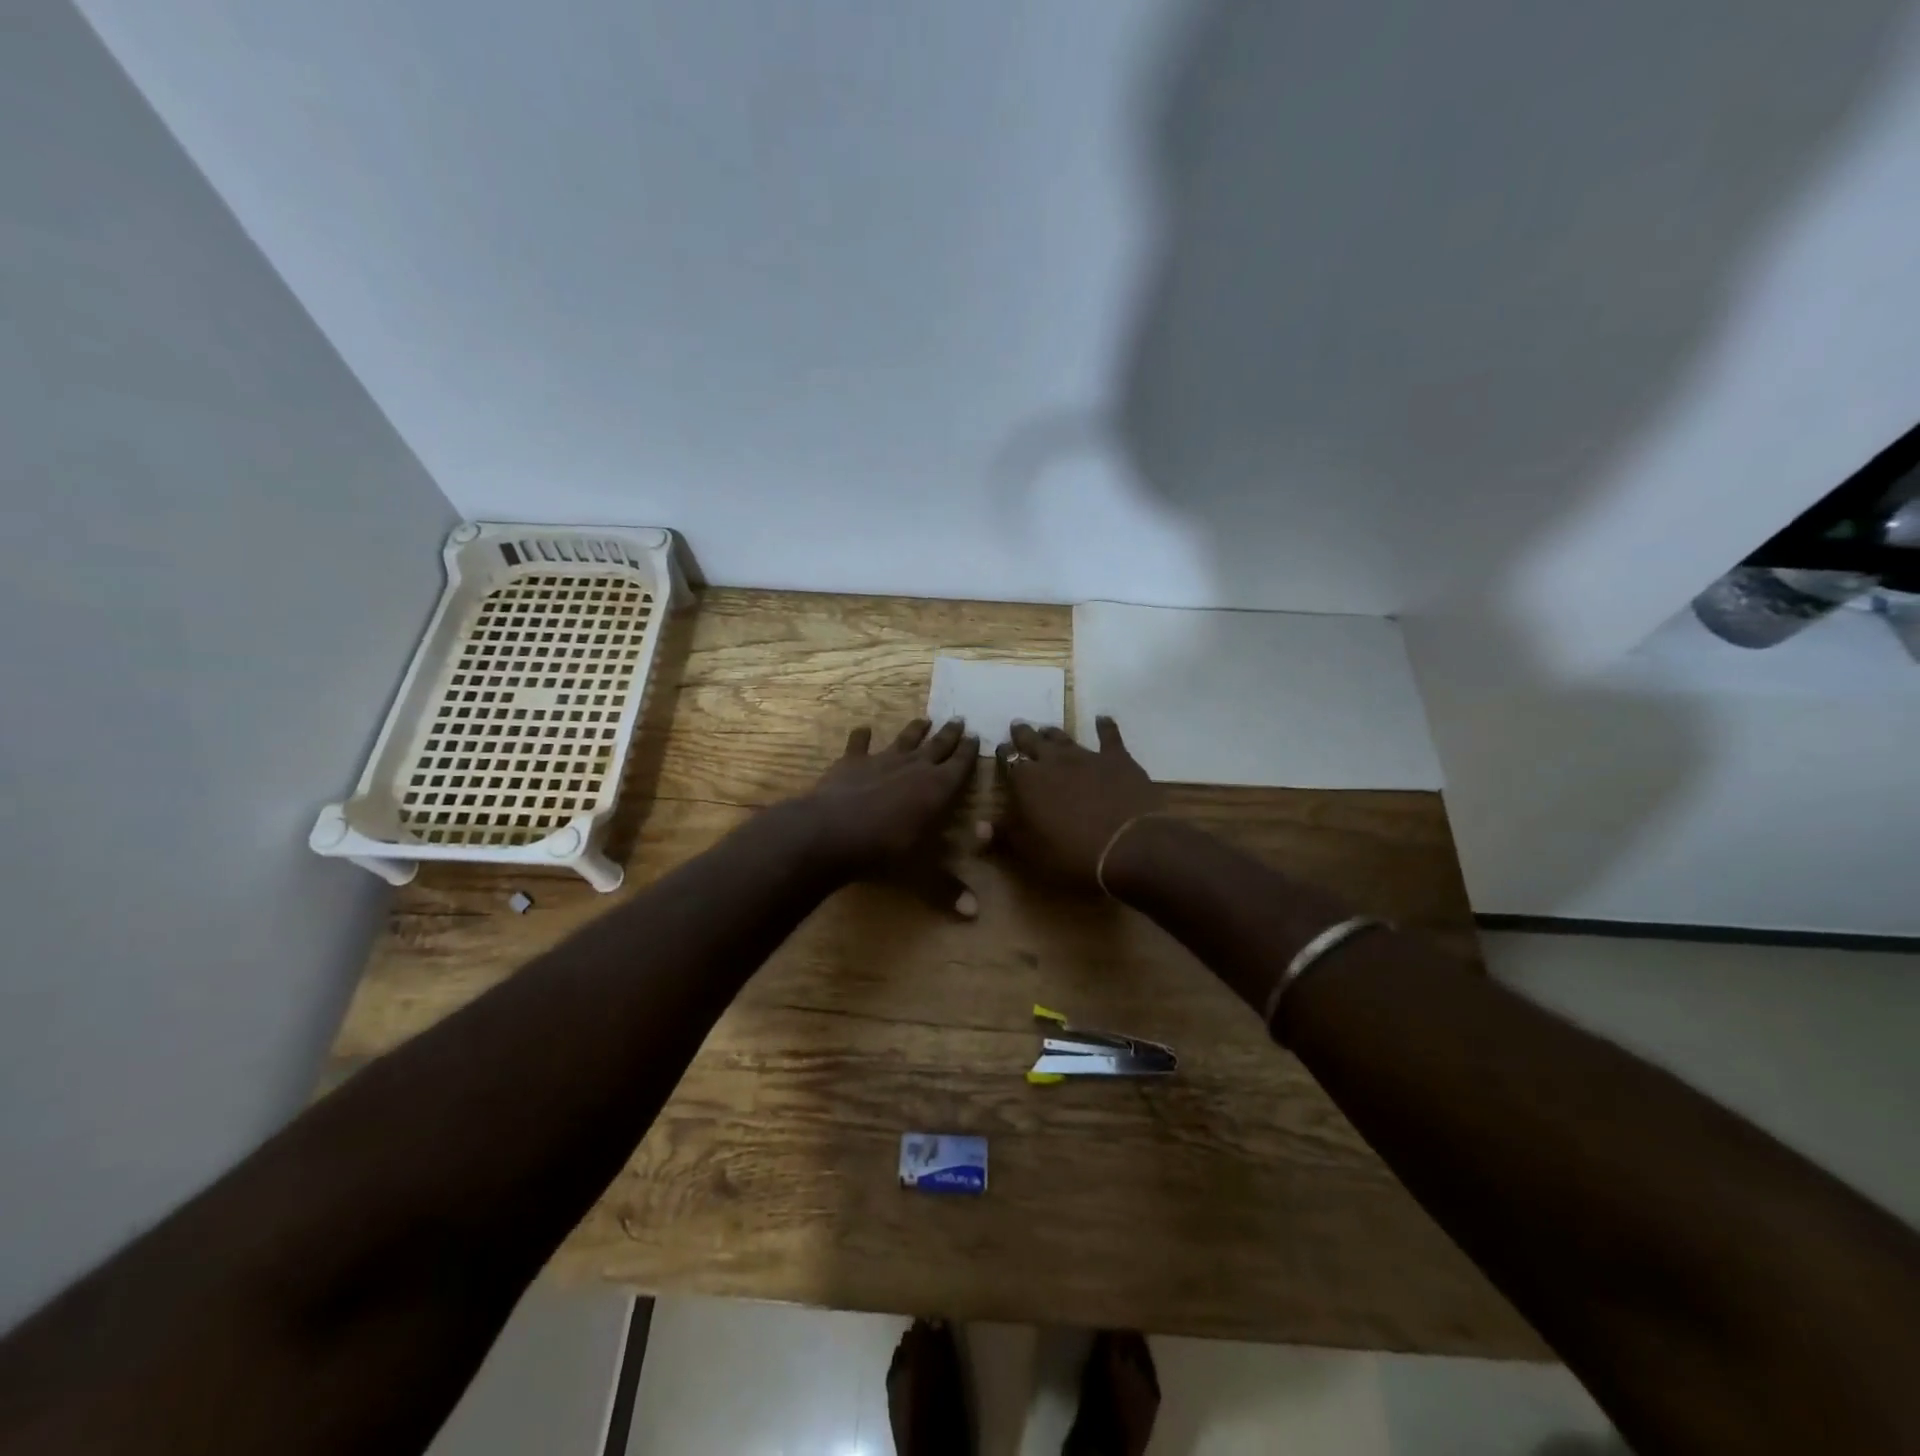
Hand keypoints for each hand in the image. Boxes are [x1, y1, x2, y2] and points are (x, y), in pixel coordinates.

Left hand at [800, 718, 980, 914]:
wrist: (830, 833)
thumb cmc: (883, 852)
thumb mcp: (920, 874)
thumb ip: (947, 888)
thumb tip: (975, 913)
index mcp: (936, 789)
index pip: (960, 765)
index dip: (969, 751)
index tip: (977, 736)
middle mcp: (913, 768)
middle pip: (936, 746)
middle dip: (949, 734)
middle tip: (960, 719)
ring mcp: (880, 761)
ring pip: (904, 740)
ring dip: (915, 730)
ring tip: (924, 719)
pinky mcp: (850, 763)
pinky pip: (858, 745)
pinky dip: (861, 737)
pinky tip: (863, 728)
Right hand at [985, 717, 1163, 891]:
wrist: (1128, 845)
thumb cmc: (1071, 853)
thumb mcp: (1030, 851)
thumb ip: (1004, 834)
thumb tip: (979, 826)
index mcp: (1026, 781)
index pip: (1009, 761)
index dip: (1004, 754)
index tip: (1001, 749)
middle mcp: (1053, 761)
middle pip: (1033, 742)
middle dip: (1023, 734)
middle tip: (1018, 726)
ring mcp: (1086, 756)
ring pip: (1064, 738)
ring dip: (1053, 733)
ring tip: (1046, 728)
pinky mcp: (1117, 759)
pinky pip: (1109, 737)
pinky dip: (1105, 726)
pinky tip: (1102, 718)